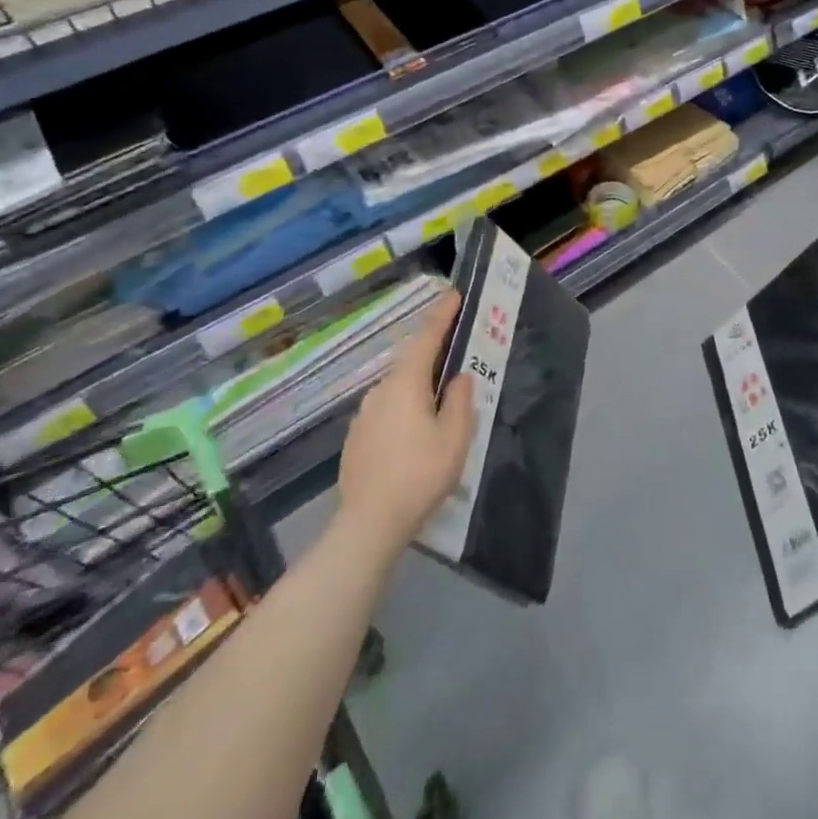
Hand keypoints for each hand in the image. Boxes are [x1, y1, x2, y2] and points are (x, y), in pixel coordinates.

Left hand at [336, 289, 474, 558]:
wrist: (368, 524)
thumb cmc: (419, 475)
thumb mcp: (455, 437)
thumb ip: (461, 400)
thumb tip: (459, 376)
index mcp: (406, 383)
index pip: (426, 337)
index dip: (442, 315)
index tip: (453, 293)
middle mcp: (380, 391)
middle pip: (410, 362)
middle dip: (432, 353)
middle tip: (455, 351)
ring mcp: (363, 415)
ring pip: (397, 388)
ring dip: (417, 385)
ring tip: (439, 398)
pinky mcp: (356, 439)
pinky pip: (386, 410)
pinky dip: (404, 408)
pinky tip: (414, 432)